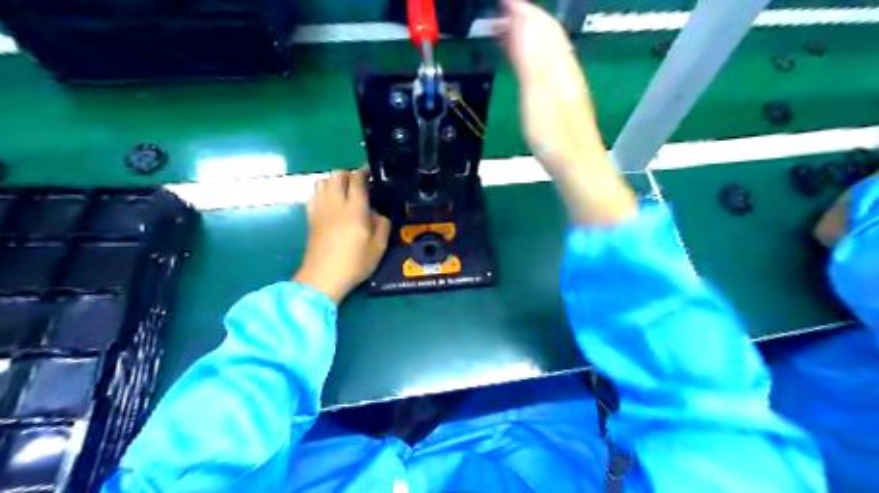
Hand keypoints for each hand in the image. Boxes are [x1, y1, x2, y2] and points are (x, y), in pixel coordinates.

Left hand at [295, 168, 391, 301]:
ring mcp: (320, 209)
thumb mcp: (379, 247)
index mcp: (354, 209)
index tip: (372, 172)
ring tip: (345, 193)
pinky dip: (323, 192)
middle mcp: (335, 204)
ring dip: (335, 182)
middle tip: (360, 184)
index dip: (364, 172)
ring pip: (323, 181)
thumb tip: (377, 213)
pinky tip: (331, 203)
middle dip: (349, 174)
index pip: (356, 180)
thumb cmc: (354, 264)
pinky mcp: (311, 218)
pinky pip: (315, 195)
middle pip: (337, 175)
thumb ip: (382, 225)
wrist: (322, 278)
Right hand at [498, 0, 636, 224]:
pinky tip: (526, 60)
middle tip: (502, 12)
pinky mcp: (565, 96)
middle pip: (548, 33)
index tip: (503, 1)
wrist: (576, 164)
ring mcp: (567, 82)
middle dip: (526, 17)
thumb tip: (521, 22)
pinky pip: (549, 64)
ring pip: (549, 48)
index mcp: (558, 65)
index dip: (522, 10)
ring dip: (530, 34)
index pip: (541, 26)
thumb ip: (529, 60)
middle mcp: (566, 68)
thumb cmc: (553, 136)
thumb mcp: (536, 97)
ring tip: (509, 30)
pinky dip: (534, 54)